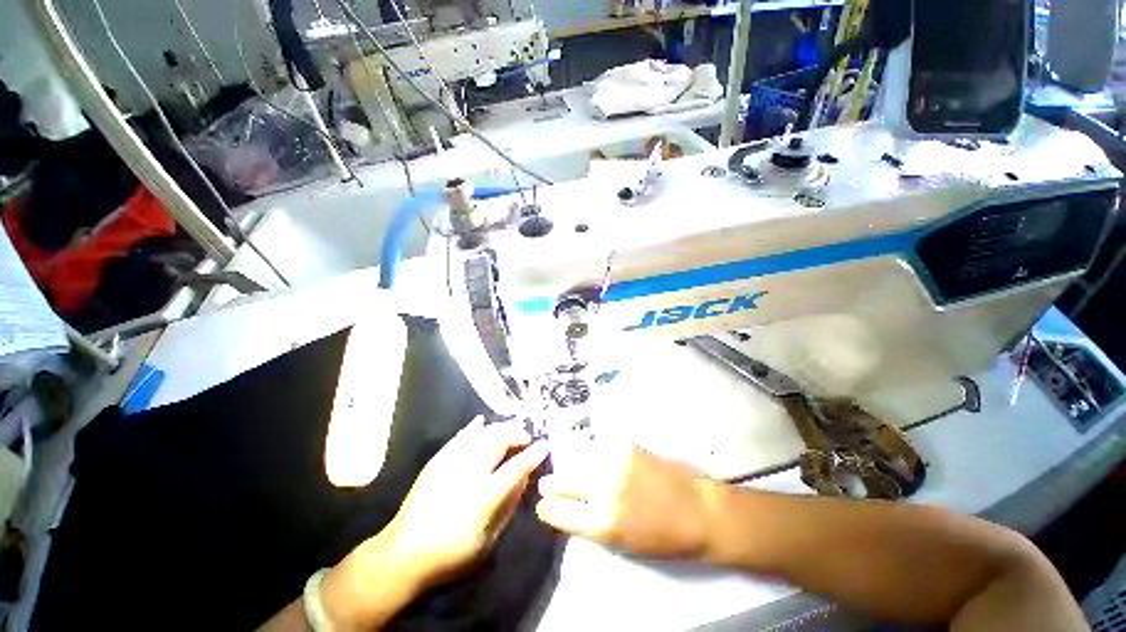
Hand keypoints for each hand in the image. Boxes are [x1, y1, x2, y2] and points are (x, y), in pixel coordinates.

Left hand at [384, 416, 548, 583]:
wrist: (402, 554)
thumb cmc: (451, 554)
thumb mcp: (488, 540)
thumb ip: (509, 506)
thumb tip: (524, 478)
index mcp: (482, 497)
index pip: (515, 467)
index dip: (533, 454)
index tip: (545, 446)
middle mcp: (468, 473)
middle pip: (498, 441)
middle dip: (516, 433)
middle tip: (526, 437)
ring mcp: (450, 462)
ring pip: (481, 433)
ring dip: (500, 428)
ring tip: (511, 430)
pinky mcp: (437, 460)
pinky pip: (460, 436)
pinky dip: (474, 427)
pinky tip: (482, 422)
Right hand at [535, 441, 714, 558]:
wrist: (696, 510)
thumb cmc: (661, 537)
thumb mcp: (620, 543)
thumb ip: (589, 523)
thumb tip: (565, 508)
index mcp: (603, 523)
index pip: (557, 511)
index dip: (547, 508)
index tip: (544, 505)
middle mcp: (605, 489)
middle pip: (562, 480)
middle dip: (551, 483)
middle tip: (548, 483)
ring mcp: (615, 462)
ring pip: (578, 459)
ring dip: (573, 466)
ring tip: (574, 470)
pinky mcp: (626, 445)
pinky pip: (598, 448)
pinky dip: (593, 455)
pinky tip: (597, 459)